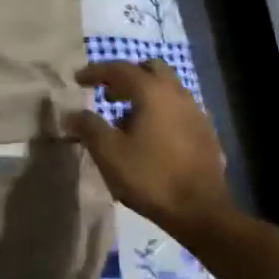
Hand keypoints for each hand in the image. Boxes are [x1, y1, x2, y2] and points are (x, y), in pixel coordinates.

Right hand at [63, 58, 232, 240]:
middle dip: (127, 77)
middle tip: (108, 94)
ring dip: (145, 94)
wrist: (200, 209)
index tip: (78, 79)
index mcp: (152, 92)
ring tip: (126, 119)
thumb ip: (89, 127)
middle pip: (151, 69)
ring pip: (167, 89)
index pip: (120, 69)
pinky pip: (179, 108)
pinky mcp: (205, 131)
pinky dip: (161, 110)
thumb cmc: (150, 177)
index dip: (96, 72)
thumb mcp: (109, 153)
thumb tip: (73, 114)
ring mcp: (196, 111)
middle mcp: (177, 93)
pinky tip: (151, 135)